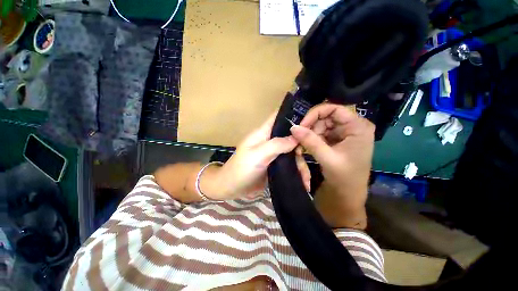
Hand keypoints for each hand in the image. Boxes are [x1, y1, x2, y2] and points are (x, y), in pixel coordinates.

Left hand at [206, 112, 310, 199]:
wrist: (232, 189)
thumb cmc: (241, 169)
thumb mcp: (257, 155)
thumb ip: (276, 145)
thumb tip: (296, 137)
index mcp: (263, 133)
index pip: (278, 117)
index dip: (293, 114)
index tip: (311, 118)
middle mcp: (270, 141)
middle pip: (290, 136)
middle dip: (302, 145)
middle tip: (313, 156)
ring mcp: (274, 154)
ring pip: (293, 153)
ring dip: (301, 164)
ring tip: (306, 180)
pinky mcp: (276, 165)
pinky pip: (290, 165)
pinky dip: (297, 172)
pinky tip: (304, 182)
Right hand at [290, 104, 374, 228]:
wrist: (348, 195)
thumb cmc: (345, 178)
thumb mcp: (327, 158)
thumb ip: (310, 141)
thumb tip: (293, 127)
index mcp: (358, 126)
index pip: (333, 109)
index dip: (315, 114)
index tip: (301, 125)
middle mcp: (352, 126)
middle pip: (326, 117)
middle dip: (311, 127)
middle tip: (299, 139)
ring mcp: (344, 133)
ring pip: (321, 125)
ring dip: (310, 134)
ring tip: (303, 146)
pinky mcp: (337, 140)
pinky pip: (321, 133)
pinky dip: (312, 139)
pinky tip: (307, 147)